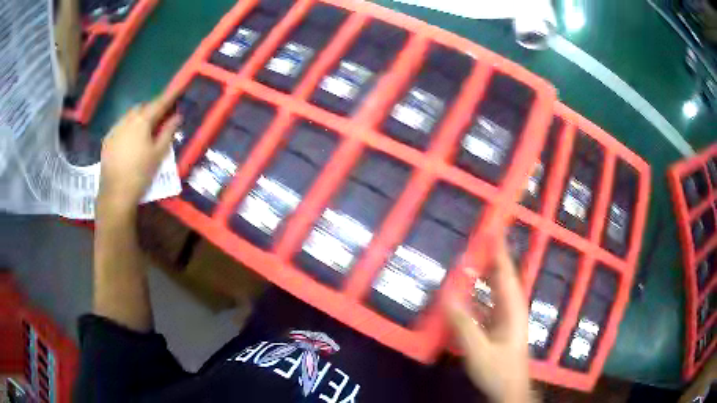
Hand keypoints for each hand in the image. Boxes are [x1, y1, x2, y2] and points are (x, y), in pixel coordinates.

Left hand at [98, 94, 180, 212]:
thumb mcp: (158, 154)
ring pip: (130, 115)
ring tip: (145, 128)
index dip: (171, 95)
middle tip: (161, 116)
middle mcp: (127, 119)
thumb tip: (178, 116)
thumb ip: (168, 132)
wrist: (115, 194)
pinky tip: (130, 139)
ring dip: (139, 116)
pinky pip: (120, 126)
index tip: (180, 87)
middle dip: (152, 107)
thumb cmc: (140, 174)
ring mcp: (115, 129)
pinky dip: (128, 127)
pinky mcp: (107, 140)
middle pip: (143, 106)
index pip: (159, 103)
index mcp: (142, 121)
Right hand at [447, 241, 533, 402]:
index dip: (500, 250)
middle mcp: (510, 308)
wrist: (509, 390)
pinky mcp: (496, 328)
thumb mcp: (479, 350)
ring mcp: (504, 318)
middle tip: (475, 238)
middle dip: (490, 257)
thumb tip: (447, 296)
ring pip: (493, 290)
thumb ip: (463, 324)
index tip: (492, 229)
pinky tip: (462, 294)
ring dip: (482, 276)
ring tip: (466, 261)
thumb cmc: (499, 370)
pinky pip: (485, 304)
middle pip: (501, 277)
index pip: (506, 272)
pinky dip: (475, 295)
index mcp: (512, 309)